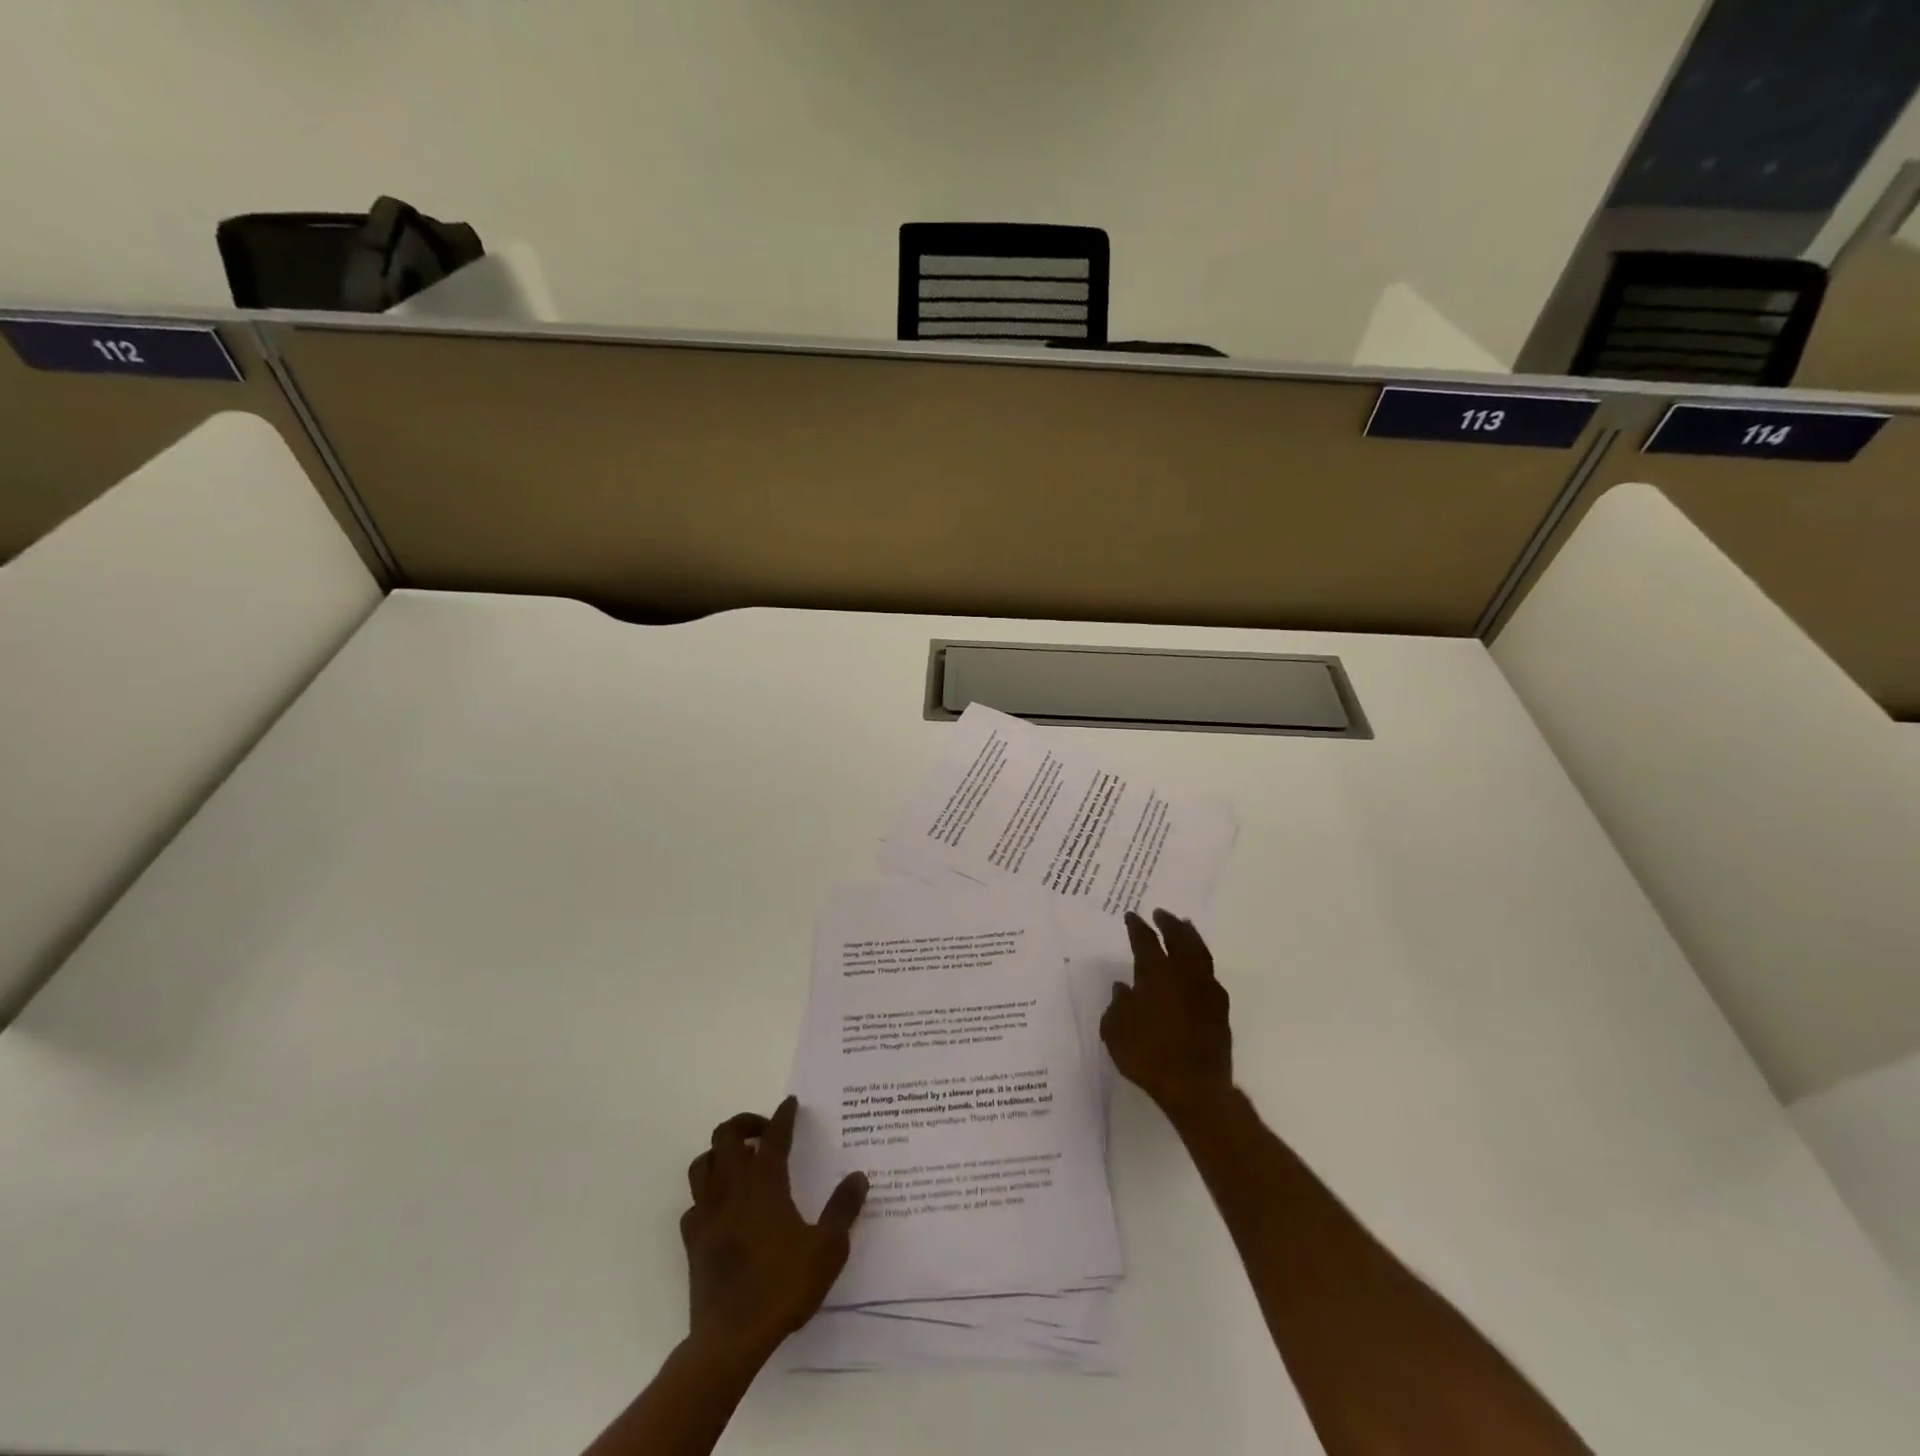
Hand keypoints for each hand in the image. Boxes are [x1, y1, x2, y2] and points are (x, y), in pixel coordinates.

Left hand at [680, 1096, 867, 1361]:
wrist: (730, 1339)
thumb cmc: (782, 1287)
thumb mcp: (827, 1249)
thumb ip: (843, 1209)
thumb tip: (858, 1176)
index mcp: (765, 1184)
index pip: (773, 1136)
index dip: (783, 1116)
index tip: (791, 1104)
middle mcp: (732, 1189)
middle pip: (725, 1136)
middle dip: (745, 1124)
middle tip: (765, 1132)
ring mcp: (707, 1214)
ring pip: (702, 1164)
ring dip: (720, 1154)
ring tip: (739, 1162)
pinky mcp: (693, 1242)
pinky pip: (694, 1204)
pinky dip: (706, 1196)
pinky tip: (721, 1208)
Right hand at [1102, 909, 1232, 1117]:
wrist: (1194, 1087)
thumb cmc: (1148, 1055)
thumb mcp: (1116, 1031)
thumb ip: (1118, 1005)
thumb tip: (1123, 988)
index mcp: (1155, 974)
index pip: (1145, 941)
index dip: (1137, 927)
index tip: (1132, 916)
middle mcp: (1183, 974)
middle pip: (1179, 938)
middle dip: (1170, 923)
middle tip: (1162, 913)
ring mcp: (1206, 990)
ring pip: (1200, 953)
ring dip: (1191, 937)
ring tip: (1185, 927)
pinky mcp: (1220, 1010)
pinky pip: (1210, 975)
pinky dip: (1202, 964)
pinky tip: (1198, 967)